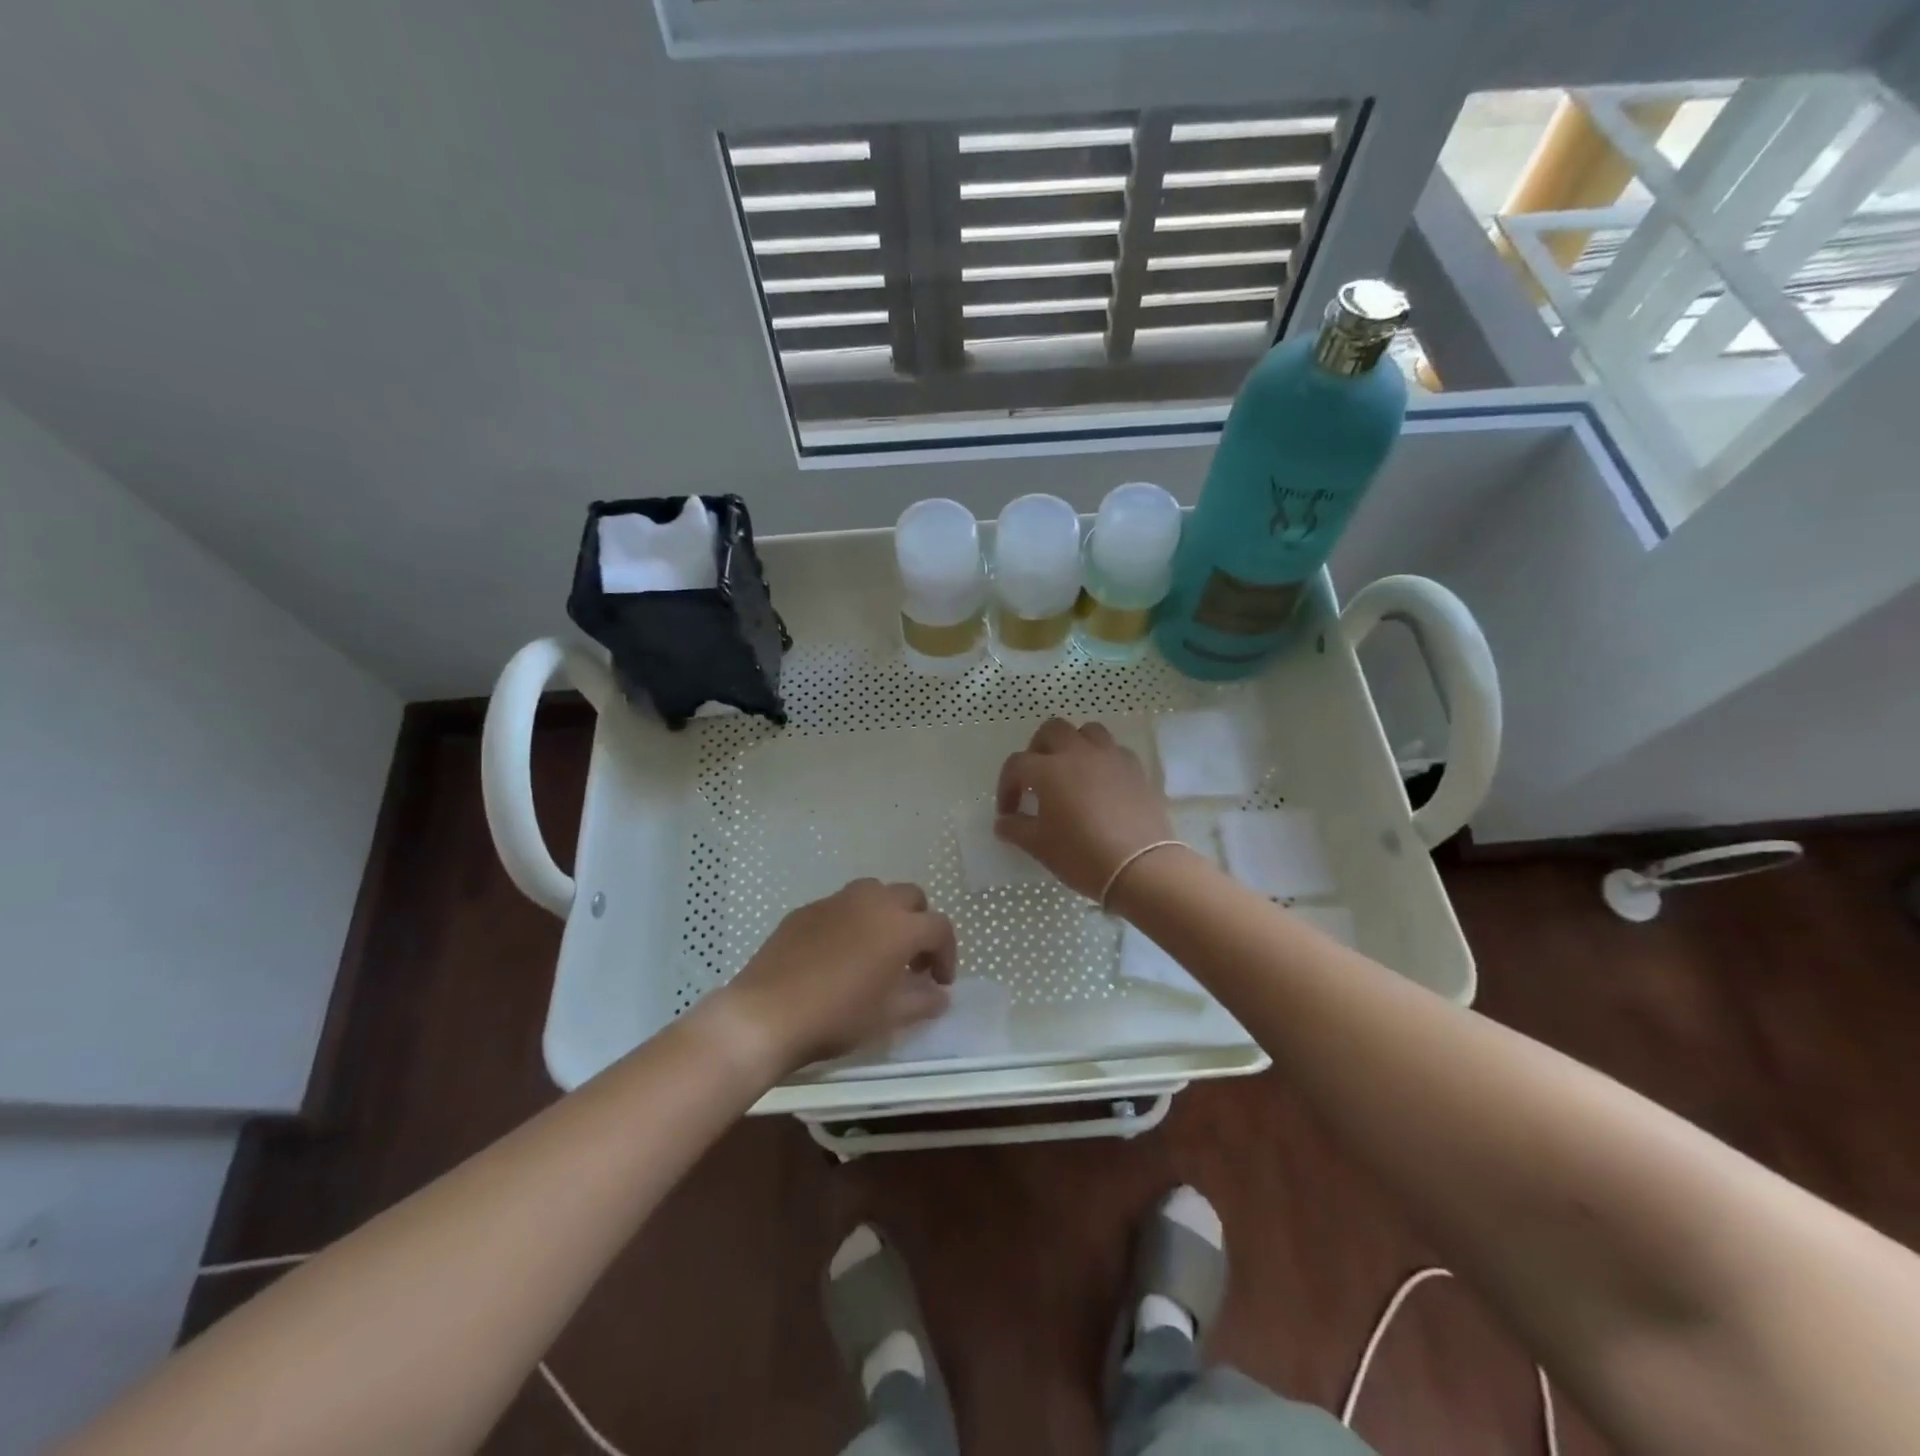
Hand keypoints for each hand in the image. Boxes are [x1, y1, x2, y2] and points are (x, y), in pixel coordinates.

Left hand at [720, 879, 956, 1073]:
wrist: (767, 1014)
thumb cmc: (837, 1016)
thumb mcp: (888, 1016)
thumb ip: (922, 1000)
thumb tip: (939, 994)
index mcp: (899, 926)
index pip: (939, 927)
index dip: (947, 953)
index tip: (939, 981)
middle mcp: (872, 902)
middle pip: (910, 897)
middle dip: (919, 924)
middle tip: (911, 961)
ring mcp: (835, 901)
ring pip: (874, 893)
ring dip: (885, 914)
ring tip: (876, 950)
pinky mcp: (806, 910)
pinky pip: (840, 906)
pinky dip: (851, 922)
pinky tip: (837, 955)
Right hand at [994, 718, 1175, 903]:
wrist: (1141, 867)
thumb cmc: (1082, 855)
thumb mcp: (1040, 846)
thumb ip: (1016, 829)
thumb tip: (1003, 822)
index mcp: (1048, 770)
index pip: (1017, 765)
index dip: (1006, 786)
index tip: (1009, 812)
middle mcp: (1078, 753)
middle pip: (1052, 730)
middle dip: (1038, 749)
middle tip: (1036, 778)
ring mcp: (1111, 757)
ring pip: (1087, 731)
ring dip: (1073, 745)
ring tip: (1070, 771)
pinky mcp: (1136, 769)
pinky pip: (1114, 750)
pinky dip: (1102, 759)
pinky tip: (1101, 783)